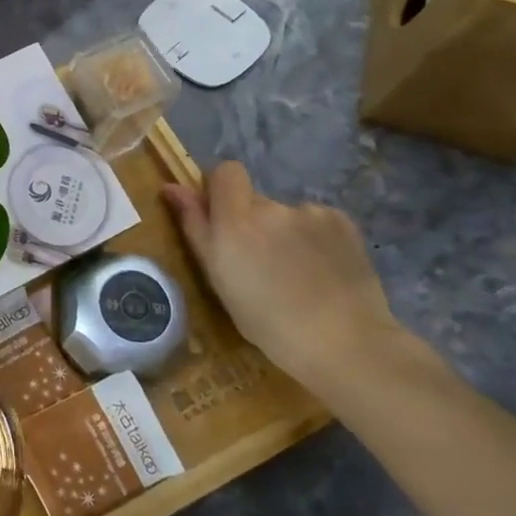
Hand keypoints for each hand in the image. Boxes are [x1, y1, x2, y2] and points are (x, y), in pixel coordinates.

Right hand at [162, 162, 408, 392]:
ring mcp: (312, 213)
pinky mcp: (344, 223)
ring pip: (286, 215)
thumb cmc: (266, 320)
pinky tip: (322, 271)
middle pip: (255, 200)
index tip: (221, 219)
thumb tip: (171, 188)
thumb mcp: (217, 277)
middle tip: (261, 264)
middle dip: (252, 223)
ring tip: (296, 274)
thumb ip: (195, 226)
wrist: (344, 343)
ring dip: (284, 233)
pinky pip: (316, 222)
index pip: (226, 171)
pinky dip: (314, 240)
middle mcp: (273, 207)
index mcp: (236, 220)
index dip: (221, 189)